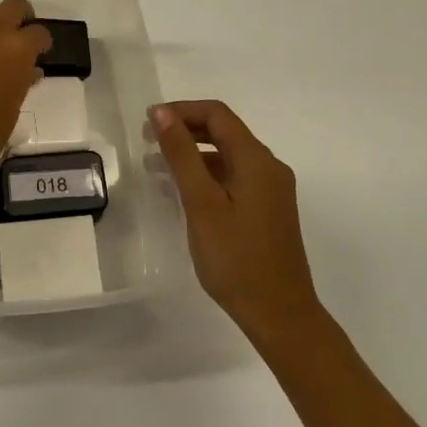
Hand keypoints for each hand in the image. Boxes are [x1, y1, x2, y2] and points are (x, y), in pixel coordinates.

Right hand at [152, 101, 323, 340]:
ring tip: (155, 168)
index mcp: (256, 160)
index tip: (147, 123)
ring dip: (193, 154)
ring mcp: (271, 190)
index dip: (181, 111)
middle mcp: (269, 167)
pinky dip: (206, 175)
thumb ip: (182, 154)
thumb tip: (161, 113)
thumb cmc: (236, 258)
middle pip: (224, 131)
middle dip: (185, 130)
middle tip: (147, 142)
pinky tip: (182, 193)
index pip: (217, 114)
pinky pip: (234, 177)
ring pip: (227, 156)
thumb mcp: (201, 202)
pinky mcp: (268, 210)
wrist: (280, 315)